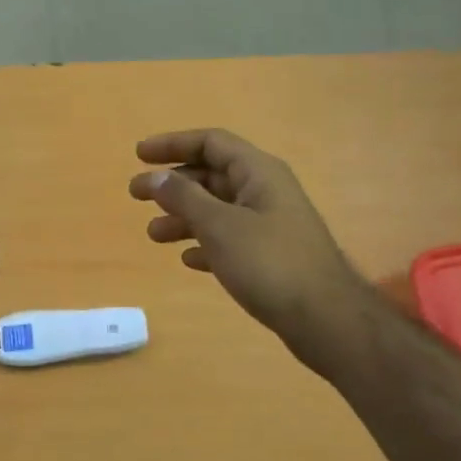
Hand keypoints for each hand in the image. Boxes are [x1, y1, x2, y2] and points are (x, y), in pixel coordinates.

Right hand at [129, 129, 368, 352]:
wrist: (324, 318)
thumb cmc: (269, 262)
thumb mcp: (219, 225)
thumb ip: (183, 197)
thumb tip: (155, 176)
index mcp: (258, 172)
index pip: (211, 143)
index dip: (173, 144)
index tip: (139, 155)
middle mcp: (265, 191)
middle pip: (211, 176)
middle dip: (172, 184)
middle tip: (135, 195)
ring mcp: (270, 224)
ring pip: (217, 209)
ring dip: (183, 217)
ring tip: (154, 235)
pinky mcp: (270, 255)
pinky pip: (229, 239)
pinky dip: (205, 243)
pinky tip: (188, 260)